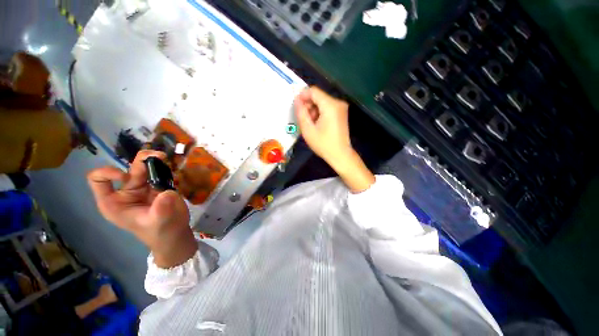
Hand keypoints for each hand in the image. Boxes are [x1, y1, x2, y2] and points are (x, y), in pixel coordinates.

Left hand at [87, 150, 196, 267]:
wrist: (176, 233)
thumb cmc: (161, 232)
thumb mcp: (158, 223)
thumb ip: (161, 209)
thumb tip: (167, 193)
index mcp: (114, 202)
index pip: (98, 180)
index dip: (108, 173)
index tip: (127, 177)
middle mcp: (126, 192)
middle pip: (128, 169)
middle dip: (141, 161)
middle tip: (159, 157)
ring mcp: (143, 188)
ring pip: (144, 167)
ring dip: (154, 160)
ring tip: (165, 157)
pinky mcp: (158, 186)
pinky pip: (159, 171)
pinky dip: (165, 166)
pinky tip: (172, 166)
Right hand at [294, 86, 352, 164]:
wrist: (340, 155)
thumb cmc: (323, 144)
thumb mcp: (308, 129)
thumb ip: (301, 112)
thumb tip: (297, 100)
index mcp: (330, 105)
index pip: (314, 91)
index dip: (302, 96)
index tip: (296, 106)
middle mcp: (338, 103)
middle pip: (318, 96)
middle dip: (308, 104)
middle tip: (302, 118)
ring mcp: (341, 108)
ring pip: (322, 102)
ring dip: (313, 109)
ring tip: (310, 123)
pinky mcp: (342, 113)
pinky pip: (327, 107)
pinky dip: (320, 112)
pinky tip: (317, 124)